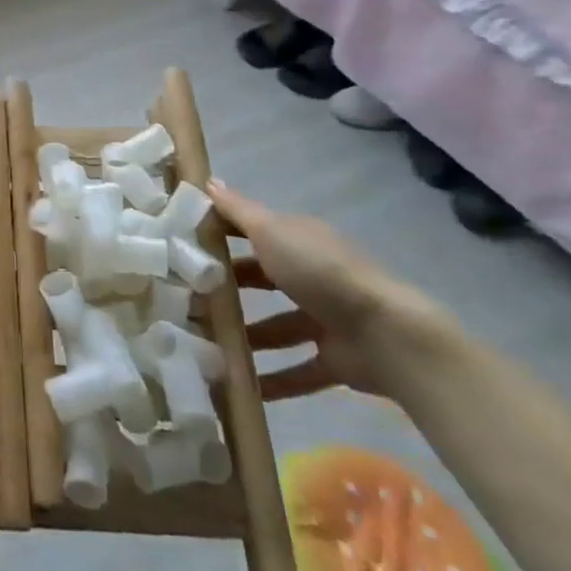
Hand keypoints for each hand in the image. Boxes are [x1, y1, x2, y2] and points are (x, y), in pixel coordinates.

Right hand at [208, 178, 441, 396]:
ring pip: (277, 327)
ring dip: (247, 337)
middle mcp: (312, 276)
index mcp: (299, 241)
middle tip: (186, 300)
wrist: (389, 335)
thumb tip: (208, 181)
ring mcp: (326, 319)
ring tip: (205, 346)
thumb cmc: (321, 272)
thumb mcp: (272, 232)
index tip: (181, 246)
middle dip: (228, 290)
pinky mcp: (336, 359)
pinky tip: (242, 389)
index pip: (252, 233)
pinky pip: (299, 370)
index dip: (219, 236)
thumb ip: (238, 211)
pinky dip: (274, 381)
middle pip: (262, 280)